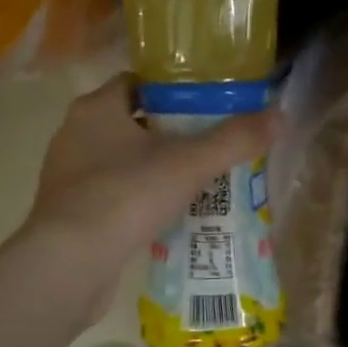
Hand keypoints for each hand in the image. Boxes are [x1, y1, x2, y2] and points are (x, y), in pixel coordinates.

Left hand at [22, 74, 277, 282]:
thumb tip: (280, 117)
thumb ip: (234, 140)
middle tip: (210, 146)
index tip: (207, 104)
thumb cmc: (126, 197)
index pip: (136, 82)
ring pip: (120, 162)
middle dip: (170, 133)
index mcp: (95, 109)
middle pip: (131, 123)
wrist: (71, 263)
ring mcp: (67, 177)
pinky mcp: (68, 214)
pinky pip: (111, 196)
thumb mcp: (189, 164)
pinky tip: (166, 217)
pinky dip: (137, 201)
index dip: (173, 90)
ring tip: (195, 183)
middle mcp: (74, 135)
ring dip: (153, 170)